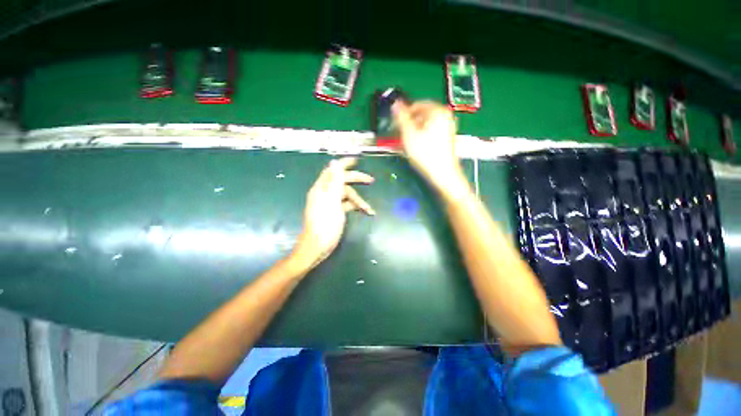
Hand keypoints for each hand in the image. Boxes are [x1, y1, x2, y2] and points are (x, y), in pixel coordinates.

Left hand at [293, 158, 374, 268]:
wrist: (317, 247)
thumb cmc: (324, 225)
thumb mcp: (331, 202)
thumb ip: (334, 182)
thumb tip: (334, 162)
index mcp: (321, 188)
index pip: (333, 170)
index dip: (344, 163)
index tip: (357, 160)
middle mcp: (325, 193)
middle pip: (342, 181)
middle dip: (356, 180)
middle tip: (370, 180)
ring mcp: (330, 203)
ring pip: (347, 195)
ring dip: (358, 200)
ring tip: (369, 209)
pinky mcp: (335, 211)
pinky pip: (347, 204)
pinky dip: (355, 207)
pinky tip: (365, 211)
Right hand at [393, 101, 465, 192]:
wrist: (443, 174)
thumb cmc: (426, 154)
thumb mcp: (409, 135)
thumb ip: (401, 117)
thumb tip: (395, 104)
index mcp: (437, 111)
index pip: (416, 105)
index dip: (403, 114)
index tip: (395, 124)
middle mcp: (445, 116)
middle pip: (421, 115)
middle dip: (408, 124)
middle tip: (399, 135)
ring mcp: (447, 127)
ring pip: (425, 125)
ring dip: (413, 131)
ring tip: (407, 142)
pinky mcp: (446, 138)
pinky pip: (430, 132)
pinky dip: (421, 136)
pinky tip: (416, 147)